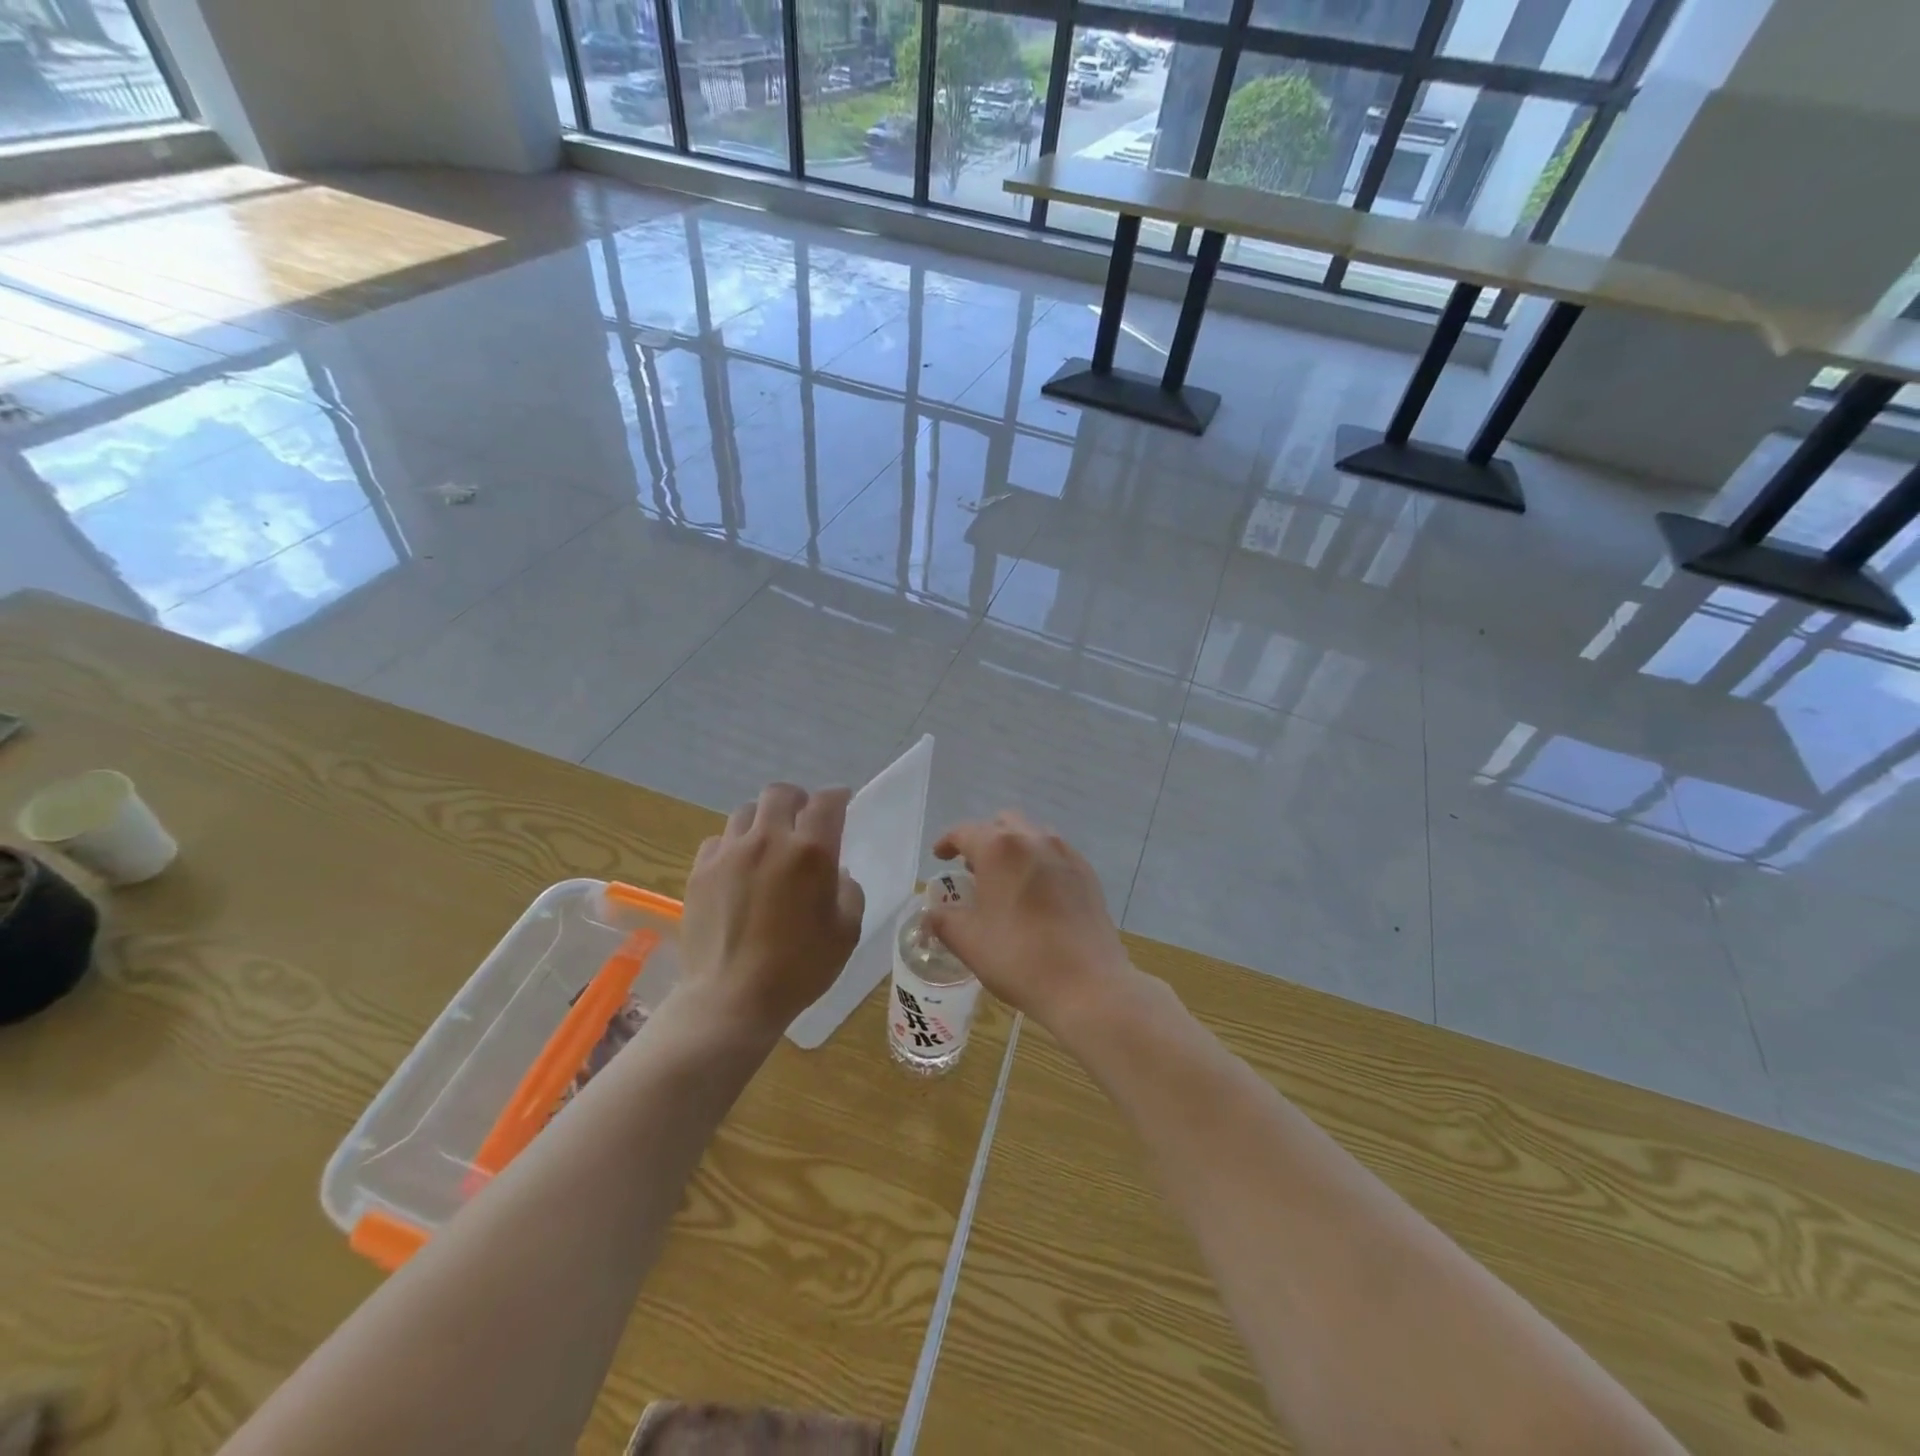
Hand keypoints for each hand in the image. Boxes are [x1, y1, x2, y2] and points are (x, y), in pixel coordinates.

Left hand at [678, 783, 864, 1036]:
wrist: (732, 999)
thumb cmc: (800, 968)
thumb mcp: (846, 932)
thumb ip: (848, 891)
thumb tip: (835, 872)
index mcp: (811, 851)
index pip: (826, 802)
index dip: (837, 796)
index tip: (841, 802)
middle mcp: (769, 840)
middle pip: (780, 793)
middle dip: (797, 800)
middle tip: (803, 820)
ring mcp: (729, 853)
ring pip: (746, 812)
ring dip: (763, 820)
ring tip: (768, 843)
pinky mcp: (700, 871)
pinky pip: (719, 840)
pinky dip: (733, 845)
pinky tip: (738, 868)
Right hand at [928, 811, 1135, 1031]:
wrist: (1088, 985)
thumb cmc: (1019, 958)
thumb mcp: (968, 941)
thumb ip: (943, 920)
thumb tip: (932, 914)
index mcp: (999, 848)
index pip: (965, 832)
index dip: (948, 842)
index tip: (940, 857)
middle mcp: (1034, 839)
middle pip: (1002, 824)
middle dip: (983, 840)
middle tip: (973, 869)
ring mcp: (1066, 854)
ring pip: (1032, 835)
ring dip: (1013, 849)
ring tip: (1005, 880)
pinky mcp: (1087, 873)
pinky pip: (1056, 855)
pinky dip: (1039, 863)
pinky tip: (1037, 895)